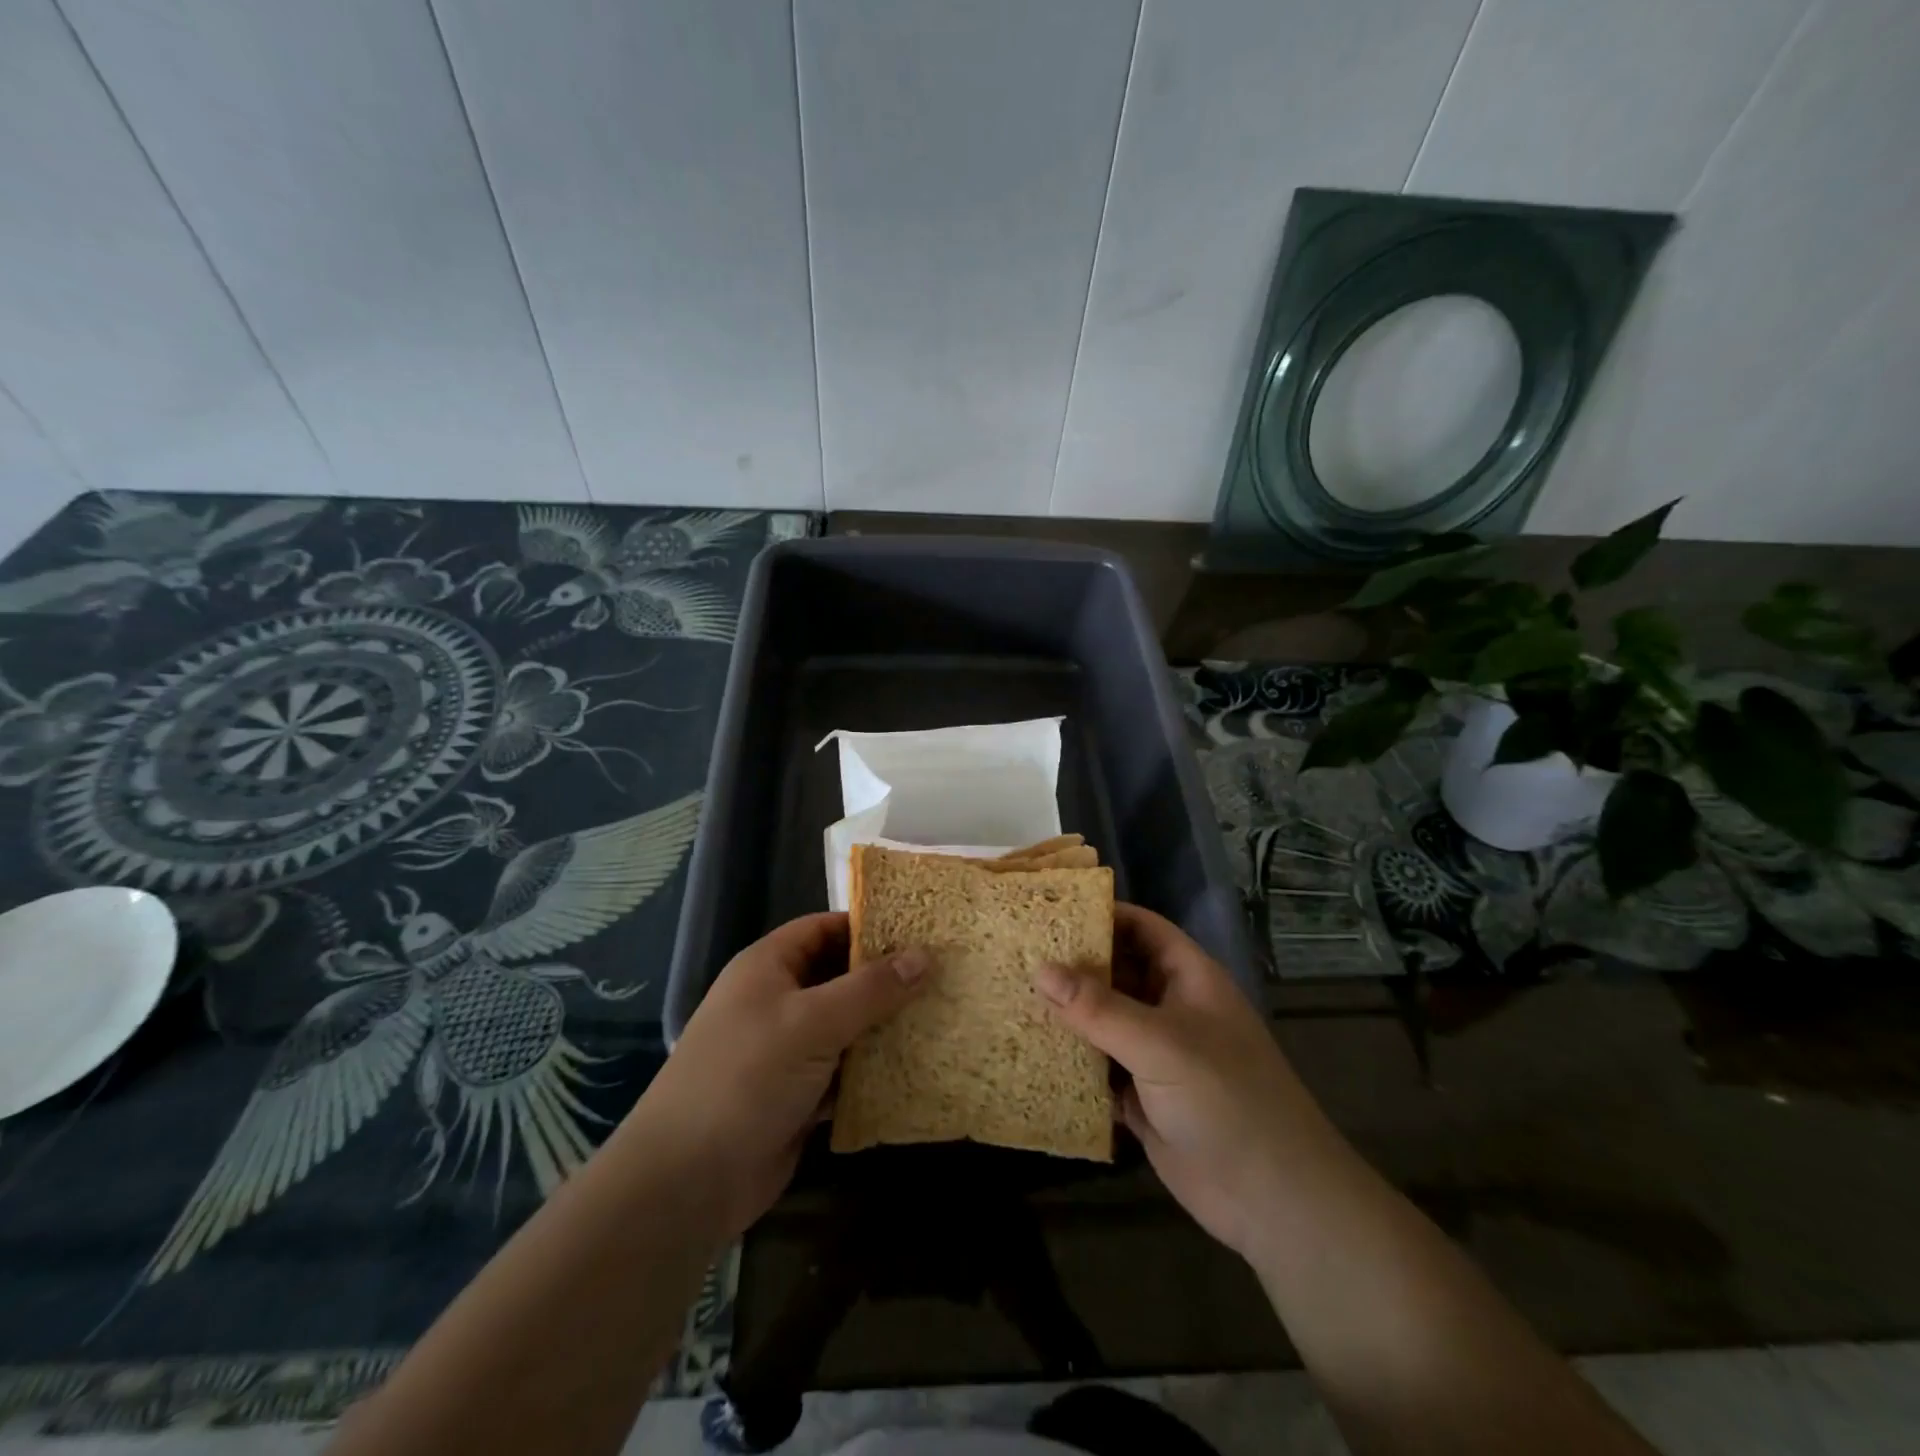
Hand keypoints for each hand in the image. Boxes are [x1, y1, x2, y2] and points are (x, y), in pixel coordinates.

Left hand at [630, 912, 929, 1241]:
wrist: (688, 1181)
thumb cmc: (747, 1076)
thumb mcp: (812, 1022)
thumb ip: (871, 988)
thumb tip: (926, 956)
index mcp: (768, 967)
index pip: (823, 928)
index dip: (867, 926)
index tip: (920, 930)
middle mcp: (777, 1001)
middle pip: (839, 977)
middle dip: (886, 979)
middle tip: (942, 974)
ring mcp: (787, 1051)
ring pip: (846, 1026)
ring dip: (884, 1027)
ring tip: (941, 1015)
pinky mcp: (798, 1095)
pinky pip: (845, 1071)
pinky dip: (873, 1070)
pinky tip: (917, 1067)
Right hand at [1035, 904, 1339, 1263]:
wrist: (1272, 1199)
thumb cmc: (1225, 1098)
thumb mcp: (1161, 1043)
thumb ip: (1098, 1007)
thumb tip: (1041, 969)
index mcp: (1188, 979)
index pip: (1142, 928)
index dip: (1102, 915)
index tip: (1049, 910)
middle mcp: (1171, 1009)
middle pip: (1117, 973)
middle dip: (1073, 966)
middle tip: (1018, 954)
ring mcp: (1157, 1055)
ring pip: (1104, 1022)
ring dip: (1068, 1016)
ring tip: (1012, 996)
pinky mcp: (1143, 1098)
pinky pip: (1100, 1068)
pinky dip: (1072, 1062)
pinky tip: (1031, 1054)